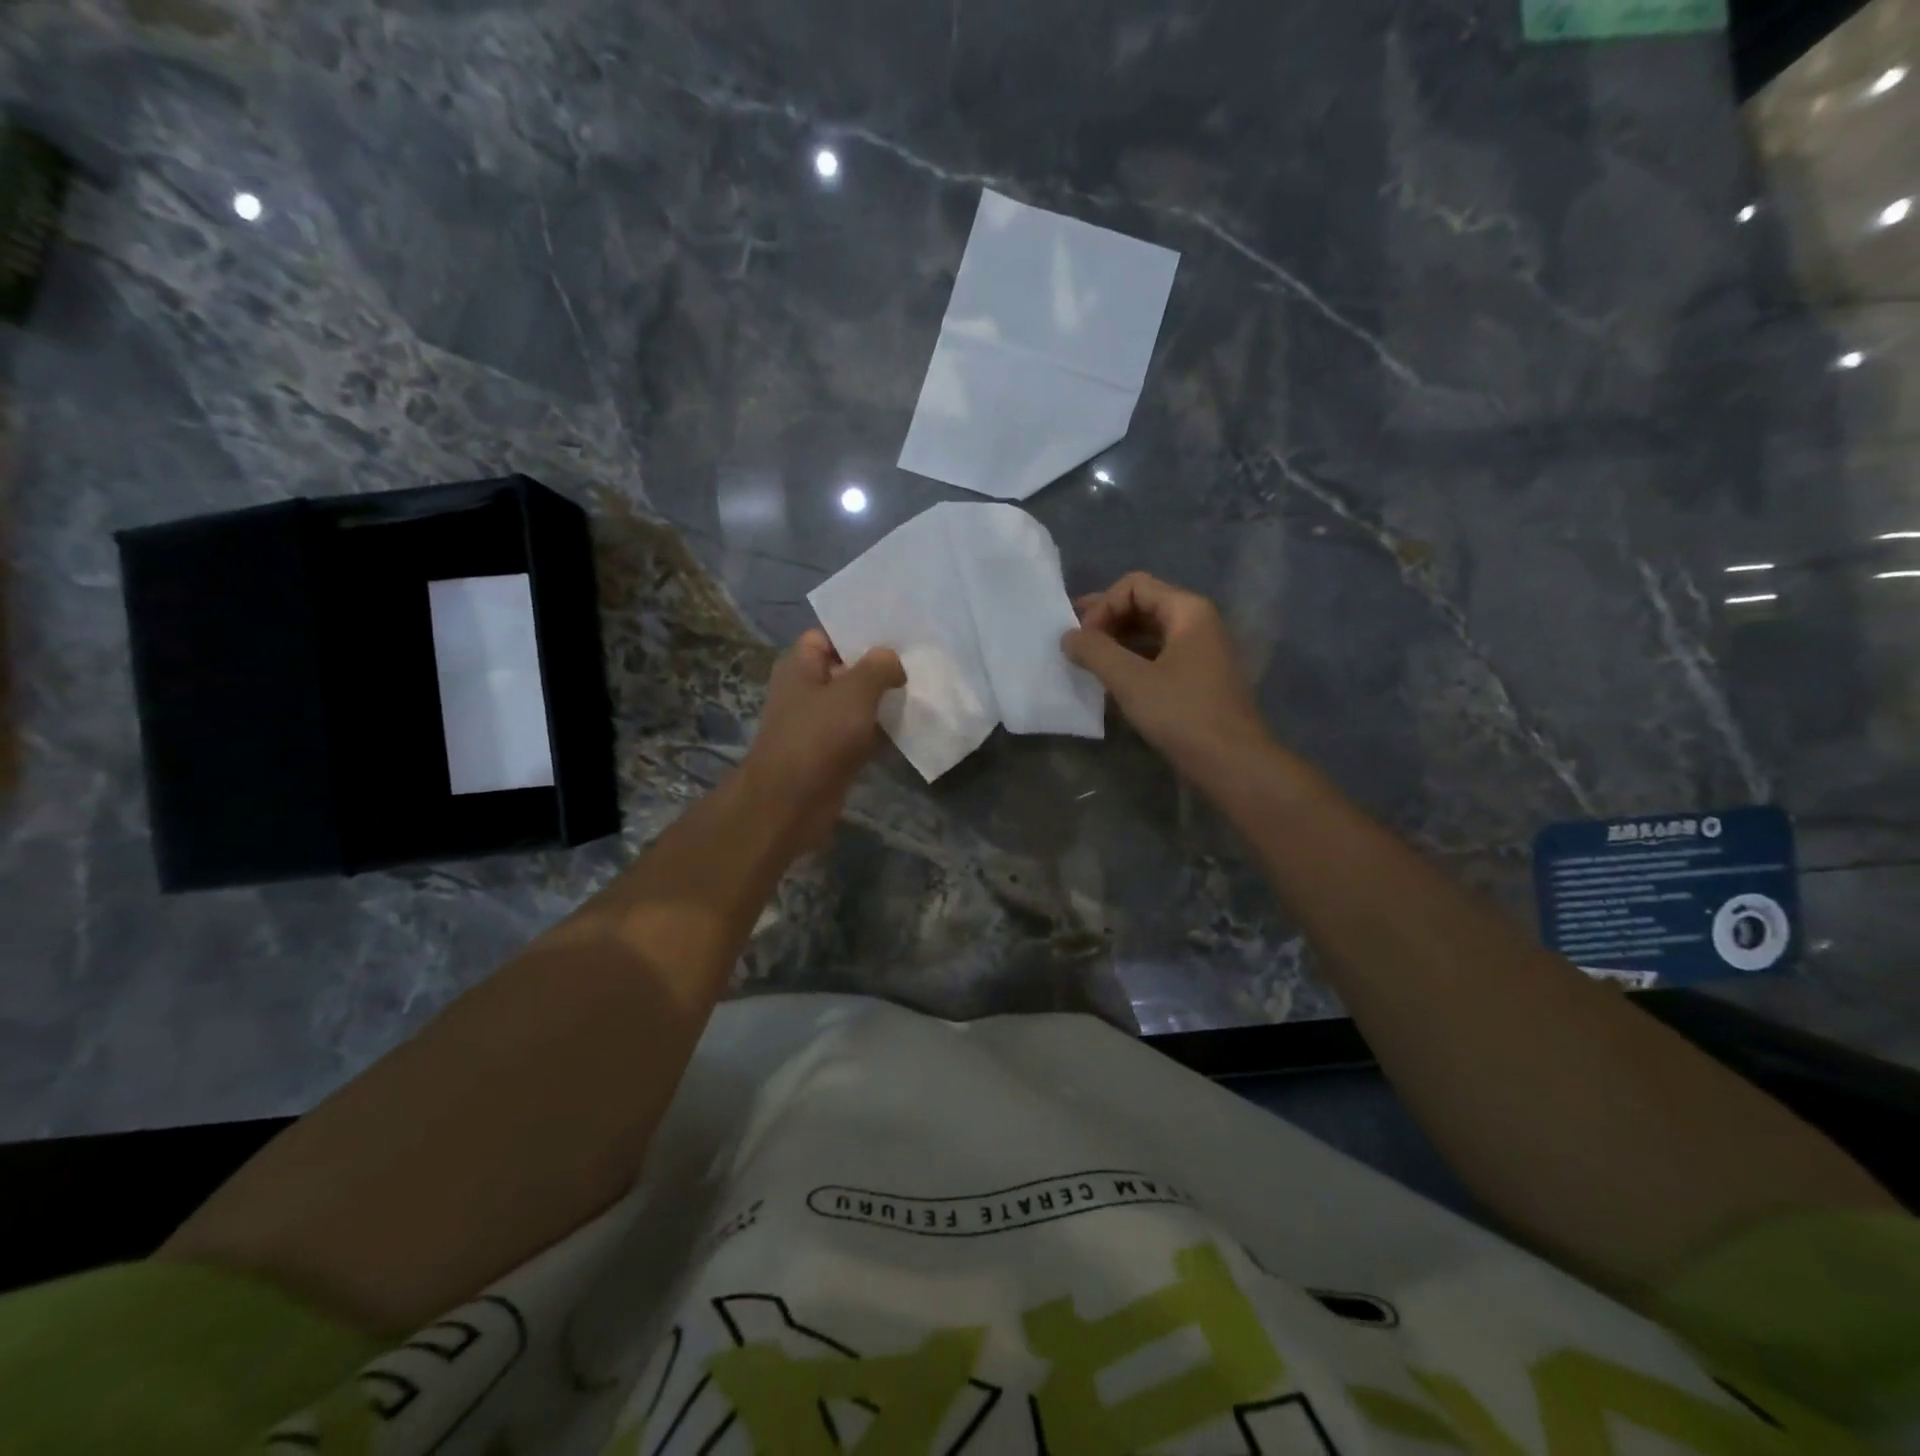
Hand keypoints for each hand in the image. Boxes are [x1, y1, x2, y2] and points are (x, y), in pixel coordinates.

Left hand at [739, 630, 905, 850]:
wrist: (791, 802)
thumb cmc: (819, 736)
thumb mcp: (855, 691)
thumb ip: (879, 666)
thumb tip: (893, 662)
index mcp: (799, 666)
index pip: (828, 636)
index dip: (858, 633)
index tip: (895, 636)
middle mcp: (805, 691)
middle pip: (845, 670)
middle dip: (878, 668)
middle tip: (917, 663)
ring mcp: (817, 724)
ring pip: (855, 704)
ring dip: (882, 701)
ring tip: (919, 691)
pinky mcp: (830, 753)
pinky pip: (859, 734)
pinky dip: (879, 732)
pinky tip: (909, 726)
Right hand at [1063, 572, 1269, 772]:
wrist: (1232, 763)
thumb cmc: (1182, 714)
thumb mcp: (1130, 680)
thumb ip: (1094, 652)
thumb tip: (1067, 636)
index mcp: (1188, 611)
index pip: (1134, 586)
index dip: (1102, 607)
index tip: (1082, 640)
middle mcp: (1197, 623)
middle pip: (1142, 605)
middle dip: (1105, 621)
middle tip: (1073, 644)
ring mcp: (1199, 652)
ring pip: (1149, 633)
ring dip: (1115, 643)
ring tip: (1086, 663)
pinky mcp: (1196, 679)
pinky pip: (1157, 657)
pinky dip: (1131, 662)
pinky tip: (1109, 682)